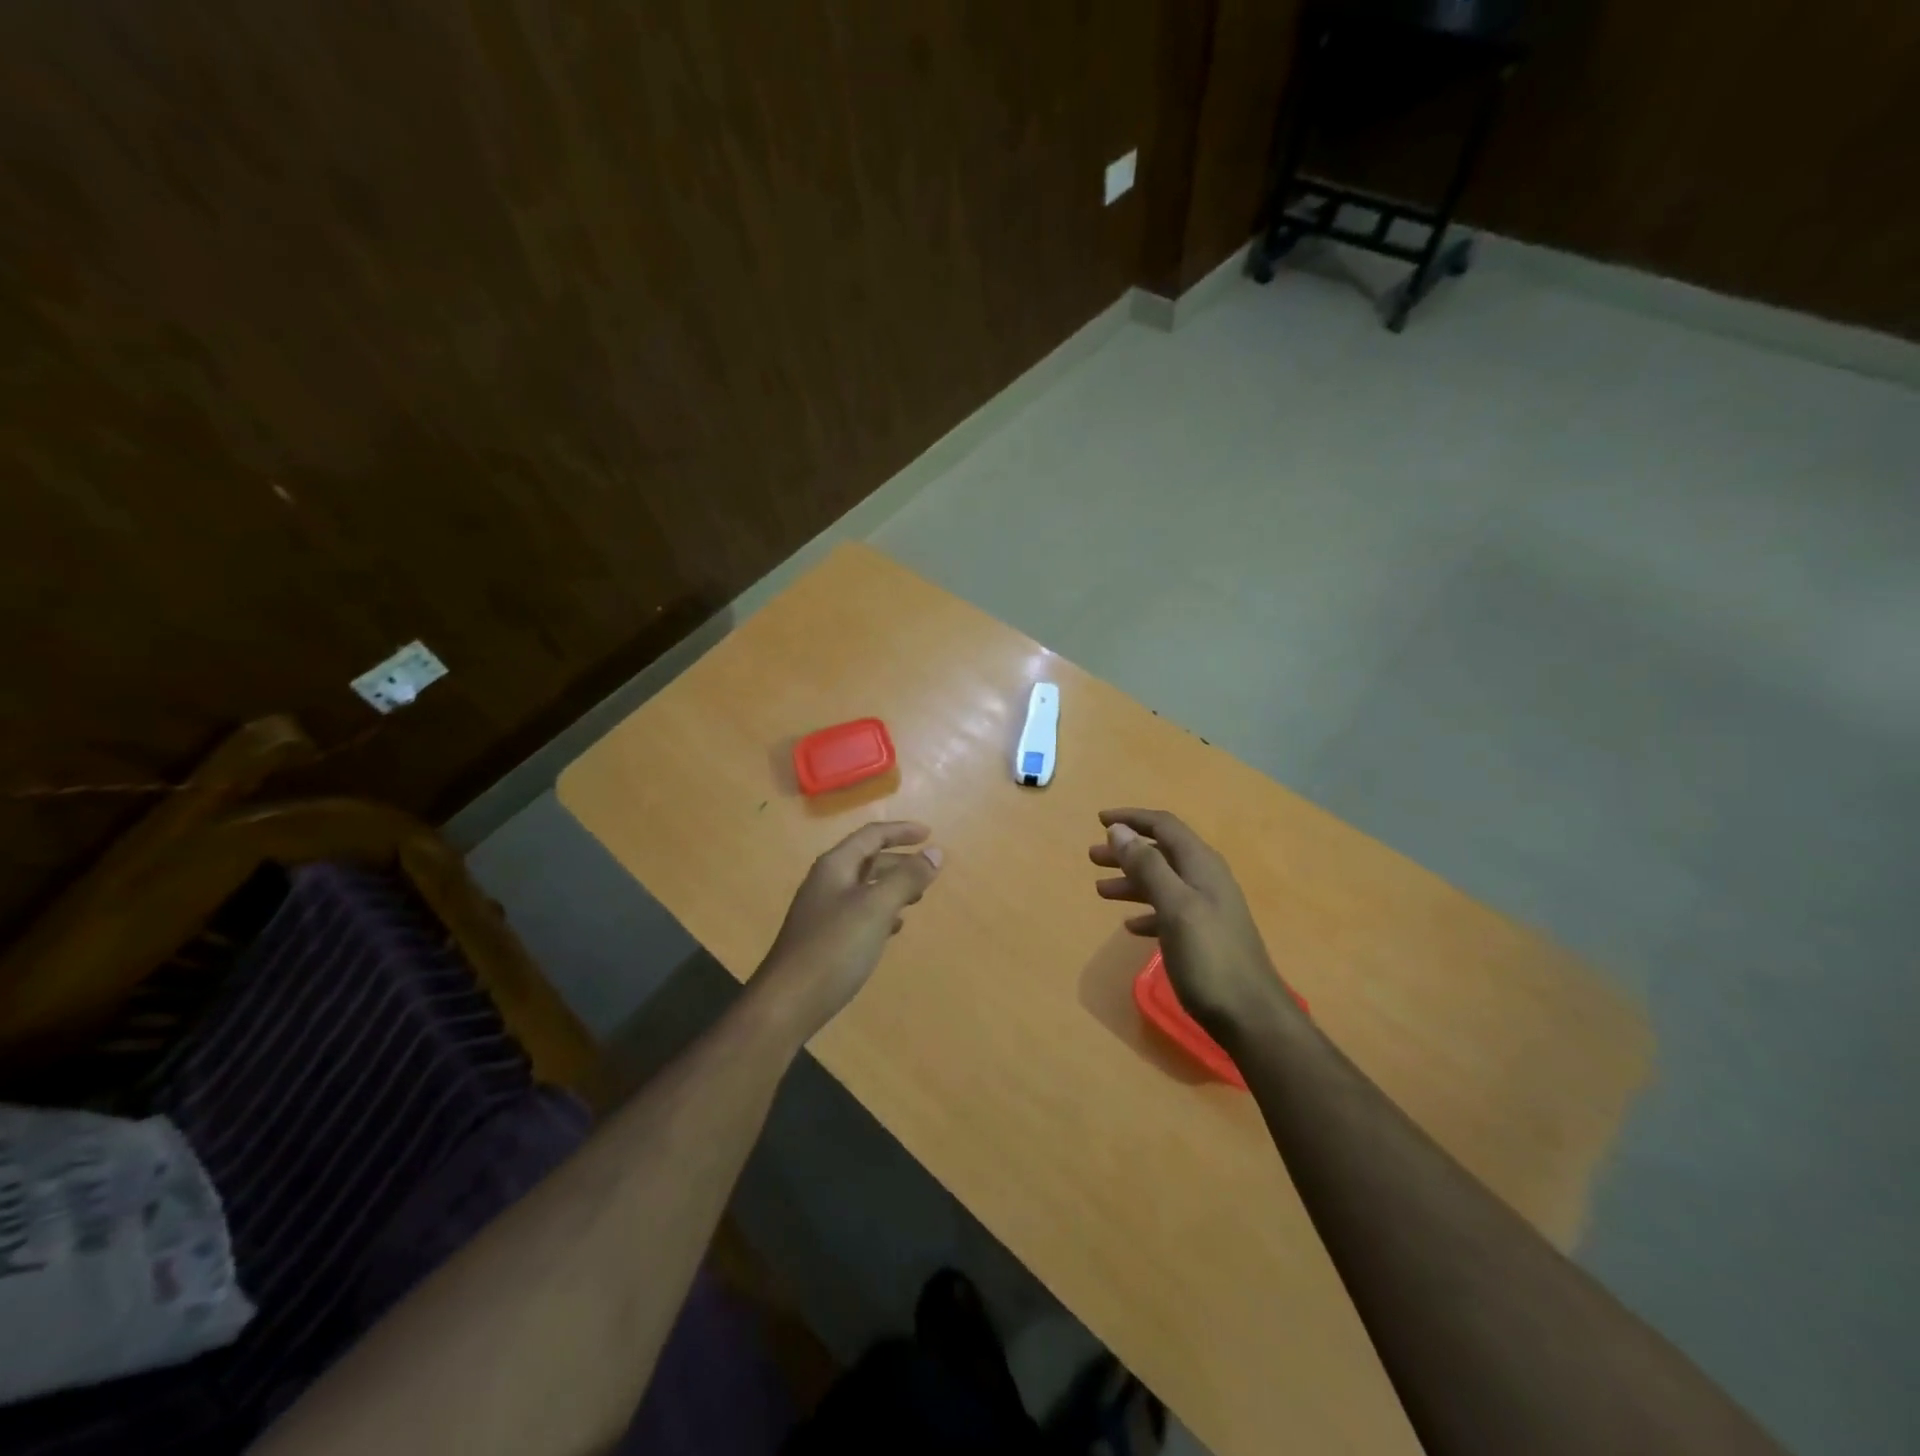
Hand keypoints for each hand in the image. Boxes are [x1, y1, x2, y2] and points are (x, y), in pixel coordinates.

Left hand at [754, 821, 943, 1038]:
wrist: (787, 1003)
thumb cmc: (834, 948)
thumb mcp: (876, 908)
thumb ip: (906, 878)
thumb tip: (936, 852)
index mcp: (835, 866)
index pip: (871, 835)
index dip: (901, 831)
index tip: (930, 834)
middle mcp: (827, 882)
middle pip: (867, 860)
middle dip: (899, 861)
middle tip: (929, 872)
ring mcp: (823, 912)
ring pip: (864, 888)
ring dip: (892, 887)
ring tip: (917, 898)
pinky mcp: (825, 939)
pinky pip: (859, 914)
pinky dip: (881, 913)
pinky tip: (893, 928)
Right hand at [1088, 808, 1293, 1040]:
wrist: (1251, 1017)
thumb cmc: (1209, 958)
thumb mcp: (1175, 907)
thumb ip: (1148, 867)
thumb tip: (1119, 830)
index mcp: (1201, 866)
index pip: (1164, 826)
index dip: (1132, 819)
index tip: (1099, 820)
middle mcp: (1206, 880)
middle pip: (1161, 853)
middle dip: (1126, 851)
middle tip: (1093, 857)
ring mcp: (1208, 908)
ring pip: (1163, 882)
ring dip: (1132, 881)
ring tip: (1101, 890)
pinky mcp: (1205, 936)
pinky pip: (1169, 911)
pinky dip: (1147, 911)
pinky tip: (1130, 926)